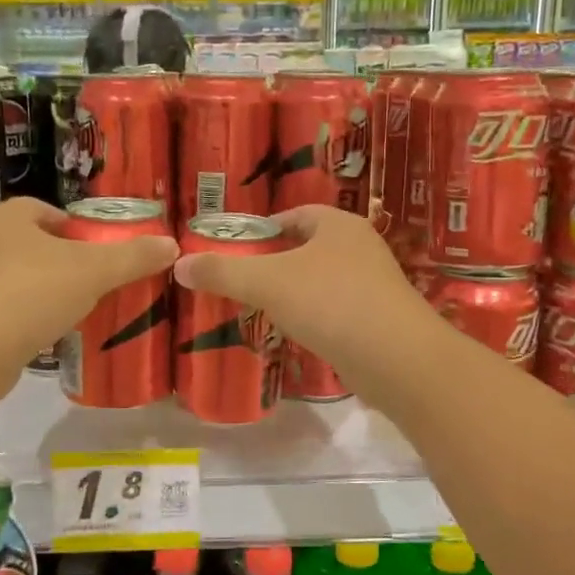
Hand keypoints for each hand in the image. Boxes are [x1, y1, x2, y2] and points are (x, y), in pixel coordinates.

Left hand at [0, 198, 177, 374]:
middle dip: (59, 261)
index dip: (73, 227)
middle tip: (93, 282)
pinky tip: (46, 337)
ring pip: (13, 279)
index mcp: (6, 218)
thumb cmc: (30, 293)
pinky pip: (0, 312)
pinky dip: (22, 320)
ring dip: (40, 292)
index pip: (43, 210)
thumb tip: (172, 244)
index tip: (97, 251)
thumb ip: (132, 258)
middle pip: (28, 245)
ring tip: (74, 312)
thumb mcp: (93, 272)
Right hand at [172, 205, 433, 379]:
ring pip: (322, 280)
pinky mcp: (379, 318)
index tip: (236, 253)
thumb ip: (223, 273)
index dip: (263, 231)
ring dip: (296, 293)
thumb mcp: (267, 283)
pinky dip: (316, 317)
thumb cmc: (330, 303)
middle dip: (276, 264)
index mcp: (338, 225)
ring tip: (265, 310)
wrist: (396, 358)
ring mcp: (374, 283)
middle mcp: (360, 246)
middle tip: (243, 284)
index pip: (294, 216)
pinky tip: (299, 334)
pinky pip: (337, 309)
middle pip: (307, 248)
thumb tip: (179, 265)